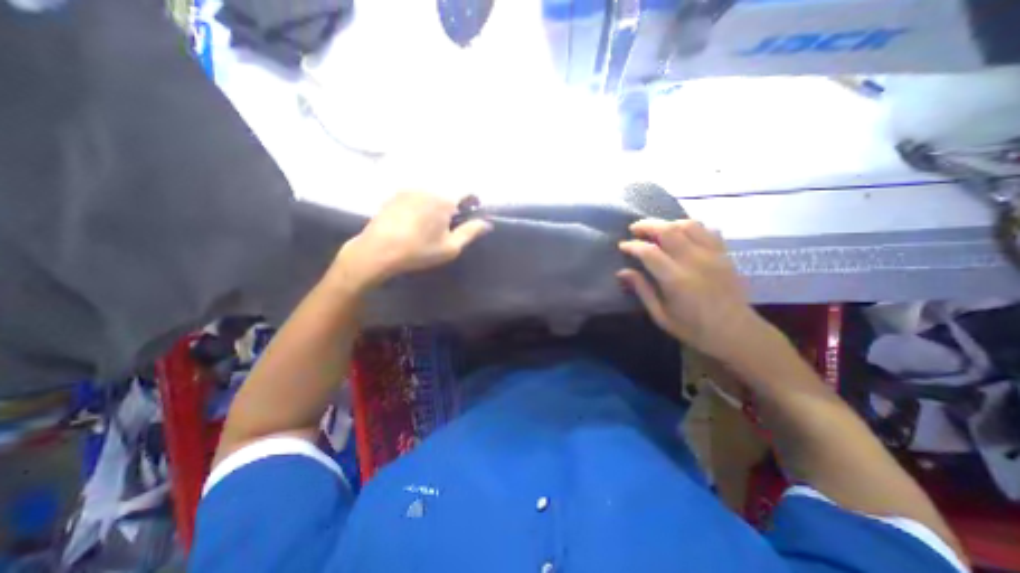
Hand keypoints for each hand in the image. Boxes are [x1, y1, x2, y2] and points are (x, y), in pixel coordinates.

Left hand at [331, 191, 489, 291]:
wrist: (378, 250)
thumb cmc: (419, 251)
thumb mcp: (450, 247)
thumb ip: (471, 232)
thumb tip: (487, 224)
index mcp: (444, 199)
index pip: (466, 190)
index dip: (473, 199)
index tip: (474, 210)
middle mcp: (428, 188)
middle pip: (448, 191)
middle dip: (454, 203)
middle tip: (451, 222)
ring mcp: (409, 190)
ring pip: (432, 192)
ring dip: (438, 203)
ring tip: (432, 222)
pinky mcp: (395, 195)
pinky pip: (416, 195)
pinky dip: (422, 203)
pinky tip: (415, 220)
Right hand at [612, 217, 772, 363]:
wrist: (737, 333)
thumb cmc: (693, 329)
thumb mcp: (660, 315)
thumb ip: (642, 290)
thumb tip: (622, 272)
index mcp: (676, 280)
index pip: (649, 252)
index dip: (632, 245)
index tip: (622, 246)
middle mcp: (695, 261)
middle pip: (668, 230)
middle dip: (647, 225)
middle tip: (634, 229)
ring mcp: (713, 255)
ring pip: (688, 225)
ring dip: (668, 223)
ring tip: (656, 230)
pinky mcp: (725, 254)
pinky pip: (707, 230)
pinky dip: (690, 227)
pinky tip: (682, 234)